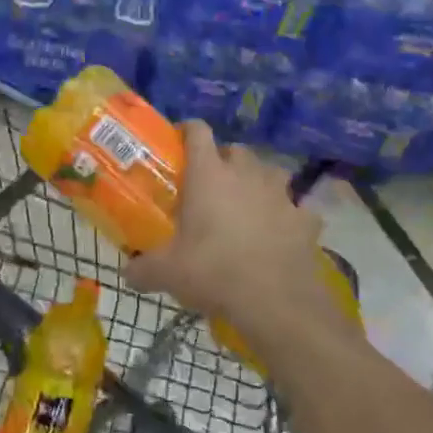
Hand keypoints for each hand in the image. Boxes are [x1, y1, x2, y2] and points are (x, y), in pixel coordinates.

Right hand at [124, 122, 345, 356]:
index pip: (198, 132)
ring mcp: (280, 194)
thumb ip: (143, 268)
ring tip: (248, 202)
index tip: (179, 142)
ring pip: (271, 171)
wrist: (276, 301)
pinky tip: (281, 233)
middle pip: (236, 149)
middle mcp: (246, 174)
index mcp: (209, 174)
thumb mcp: (168, 273)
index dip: (188, 130)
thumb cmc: (213, 272)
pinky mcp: (305, 220)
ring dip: (259, 180)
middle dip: (224, 160)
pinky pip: (297, 209)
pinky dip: (289, 216)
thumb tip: (127, 274)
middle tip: (210, 184)